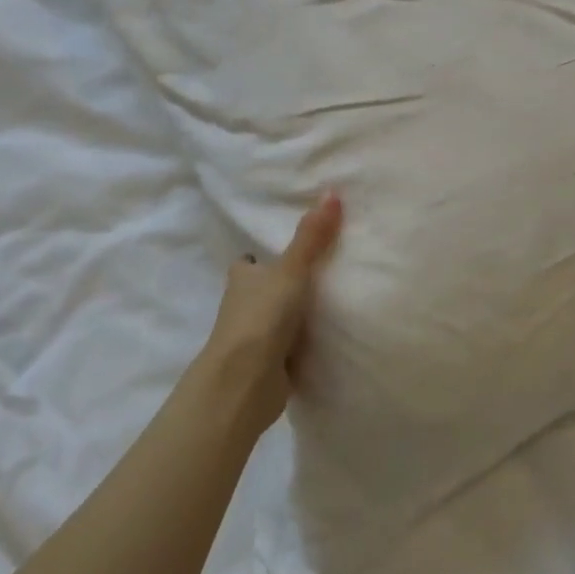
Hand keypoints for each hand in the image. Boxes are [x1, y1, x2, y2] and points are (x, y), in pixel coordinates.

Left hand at [196, 193, 343, 435]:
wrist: (245, 382)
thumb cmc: (262, 316)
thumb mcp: (292, 270)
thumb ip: (312, 237)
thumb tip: (332, 191)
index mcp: (242, 279)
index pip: (249, 263)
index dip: (261, 258)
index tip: (285, 251)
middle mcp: (243, 306)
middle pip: (263, 291)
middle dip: (282, 286)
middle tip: (320, 273)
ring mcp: (253, 339)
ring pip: (276, 320)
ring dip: (293, 316)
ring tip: (332, 303)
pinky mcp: (268, 366)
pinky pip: (289, 348)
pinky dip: (301, 345)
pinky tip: (327, 339)